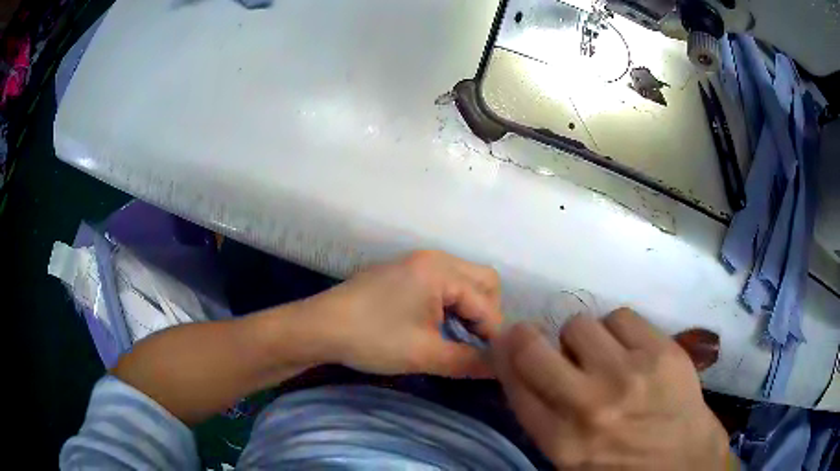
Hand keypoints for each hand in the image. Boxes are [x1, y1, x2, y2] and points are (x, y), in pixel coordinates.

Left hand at [304, 251, 502, 377]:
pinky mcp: (403, 273)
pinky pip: (443, 284)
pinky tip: (438, 327)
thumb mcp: (425, 354)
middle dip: (487, 315)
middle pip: (483, 282)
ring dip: (470, 310)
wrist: (318, 328)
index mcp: (441, 270)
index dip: (495, 336)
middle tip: (476, 345)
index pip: (487, 303)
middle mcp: (433, 258)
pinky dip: (450, 305)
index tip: (495, 362)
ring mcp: (416, 263)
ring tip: (459, 339)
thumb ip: (469, 362)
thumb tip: (500, 369)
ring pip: (463, 282)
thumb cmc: (372, 338)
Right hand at [492, 309, 730, 469]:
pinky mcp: (662, 351)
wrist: (684, 461)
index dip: (502, 355)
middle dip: (527, 338)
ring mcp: (629, 374)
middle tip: (542, 342)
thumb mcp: (569, 460)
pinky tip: (629, 350)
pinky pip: (620, 316)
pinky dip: (617, 330)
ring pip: (580, 325)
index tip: (504, 342)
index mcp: (561, 441)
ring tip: (600, 355)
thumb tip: (519, 369)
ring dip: (582, 339)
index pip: (513, 383)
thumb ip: (543, 419)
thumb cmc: (622, 465)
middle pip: (533, 348)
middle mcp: (589, 406)